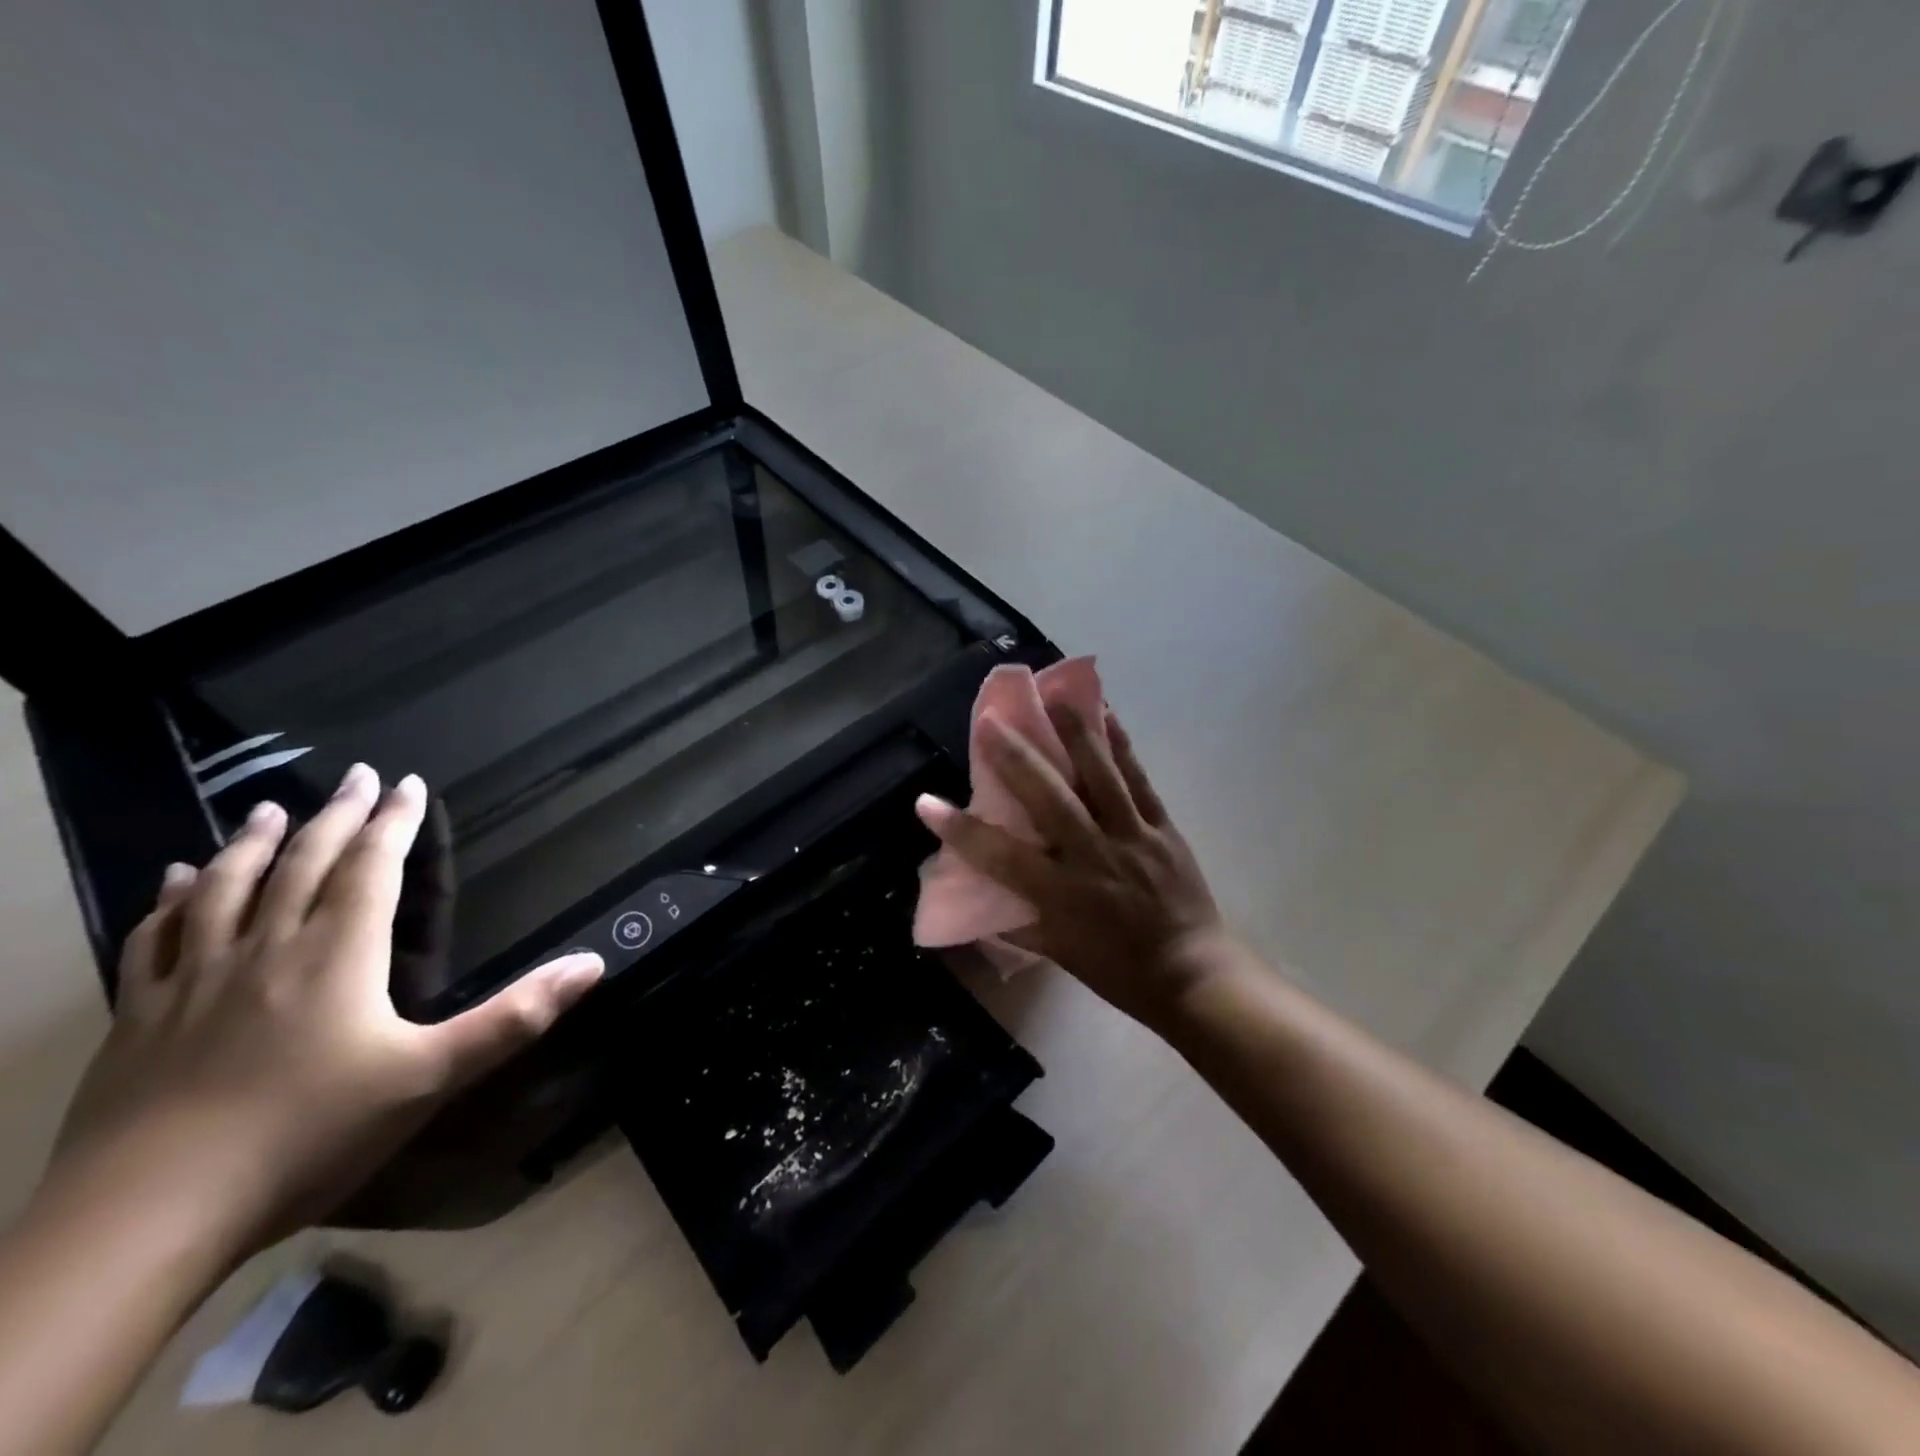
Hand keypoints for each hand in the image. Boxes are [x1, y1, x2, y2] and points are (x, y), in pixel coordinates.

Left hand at [51, 765, 602, 1256]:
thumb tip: (592, 963)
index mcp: (338, 954)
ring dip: (255, 843)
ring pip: (227, 888)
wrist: (143, 1220)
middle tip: (355, 776)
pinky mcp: (139, 1017)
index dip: (394, 822)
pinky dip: (171, 899)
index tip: (407, 783)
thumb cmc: (308, 1137)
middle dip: (336, 815)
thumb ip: (515, 1016)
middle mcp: (267, 948)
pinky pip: (156, 938)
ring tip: (273, 809)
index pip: (372, 867)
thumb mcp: (432, 1076)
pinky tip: (176, 880)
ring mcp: (194, 980)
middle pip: (305, 864)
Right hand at [914, 705, 1227, 1030]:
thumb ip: (1020, 922)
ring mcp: (1131, 837)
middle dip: (1015, 758)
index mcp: (1061, 894)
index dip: (959, 829)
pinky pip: (1139, 780)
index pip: (1000, 856)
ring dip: (1074, 733)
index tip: (925, 802)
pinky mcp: (1162, 828)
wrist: (1192, 976)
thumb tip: (985, 900)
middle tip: (990, 721)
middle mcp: (1092, 856)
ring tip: (1053, 695)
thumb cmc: (1118, 971)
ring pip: (1099, 777)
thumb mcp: (1060, 953)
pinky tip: (1108, 715)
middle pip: (1049, 799)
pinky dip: (1122, 746)